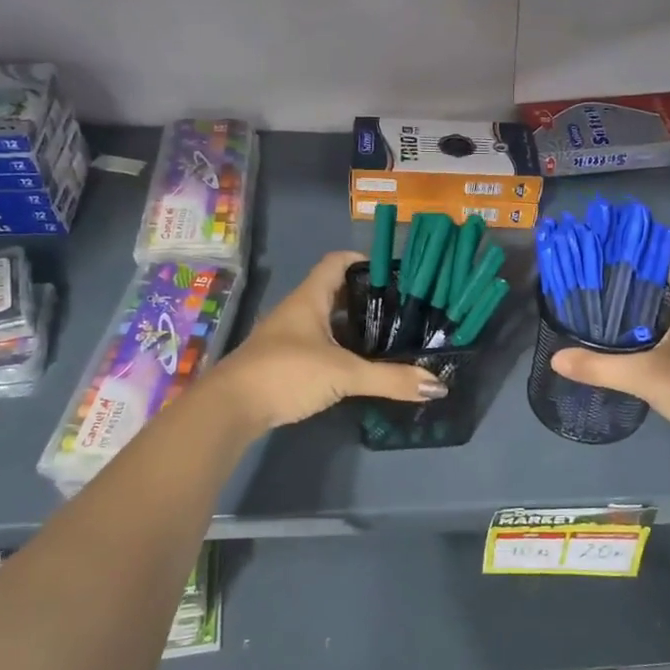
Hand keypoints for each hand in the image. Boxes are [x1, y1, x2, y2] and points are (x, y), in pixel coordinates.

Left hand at [213, 252, 446, 430]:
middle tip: (402, 308)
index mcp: (310, 298)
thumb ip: (391, 379)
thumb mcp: (344, 373)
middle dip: (367, 297)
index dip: (364, 260)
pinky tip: (361, 366)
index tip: (396, 273)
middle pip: (336, 292)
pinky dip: (342, 350)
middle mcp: (298, 311)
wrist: (230, 409)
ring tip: (390, 336)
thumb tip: (438, 387)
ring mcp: (289, 338)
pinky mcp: (285, 363)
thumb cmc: (286, 373)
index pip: (338, 262)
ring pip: (328, 322)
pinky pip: (320, 346)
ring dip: (355, 327)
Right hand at [549, 250, 669, 462]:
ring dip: (644, 305)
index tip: (606, 251)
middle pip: (669, 280)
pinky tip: (631, 341)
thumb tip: (556, 358)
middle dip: (634, 279)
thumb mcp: (646, 376)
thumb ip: (600, 366)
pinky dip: (656, 328)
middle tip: (594, 281)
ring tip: (605, 307)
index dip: (640, 250)